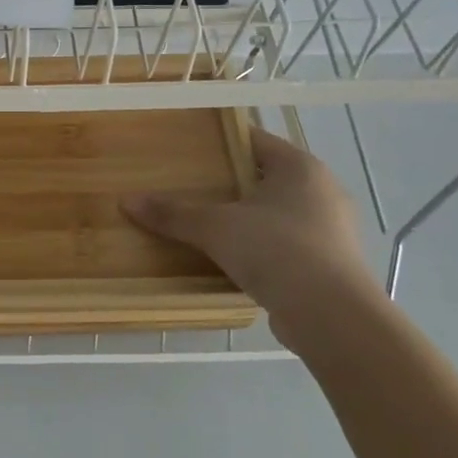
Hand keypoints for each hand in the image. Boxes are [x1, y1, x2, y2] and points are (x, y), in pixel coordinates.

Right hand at [121, 127, 379, 319]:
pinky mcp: (329, 264)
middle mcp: (322, 191)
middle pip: (265, 177)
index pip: (255, 141)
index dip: (220, 143)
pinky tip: (232, 260)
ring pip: (276, 213)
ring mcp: (330, 230)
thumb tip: (126, 201)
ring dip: (245, 219)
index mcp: (300, 167)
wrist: (331, 316)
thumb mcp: (215, 227)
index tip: (187, 150)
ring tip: (205, 225)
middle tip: (189, 188)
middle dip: (229, 184)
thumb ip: (172, 213)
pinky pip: (285, 244)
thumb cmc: (276, 250)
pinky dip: (260, 248)